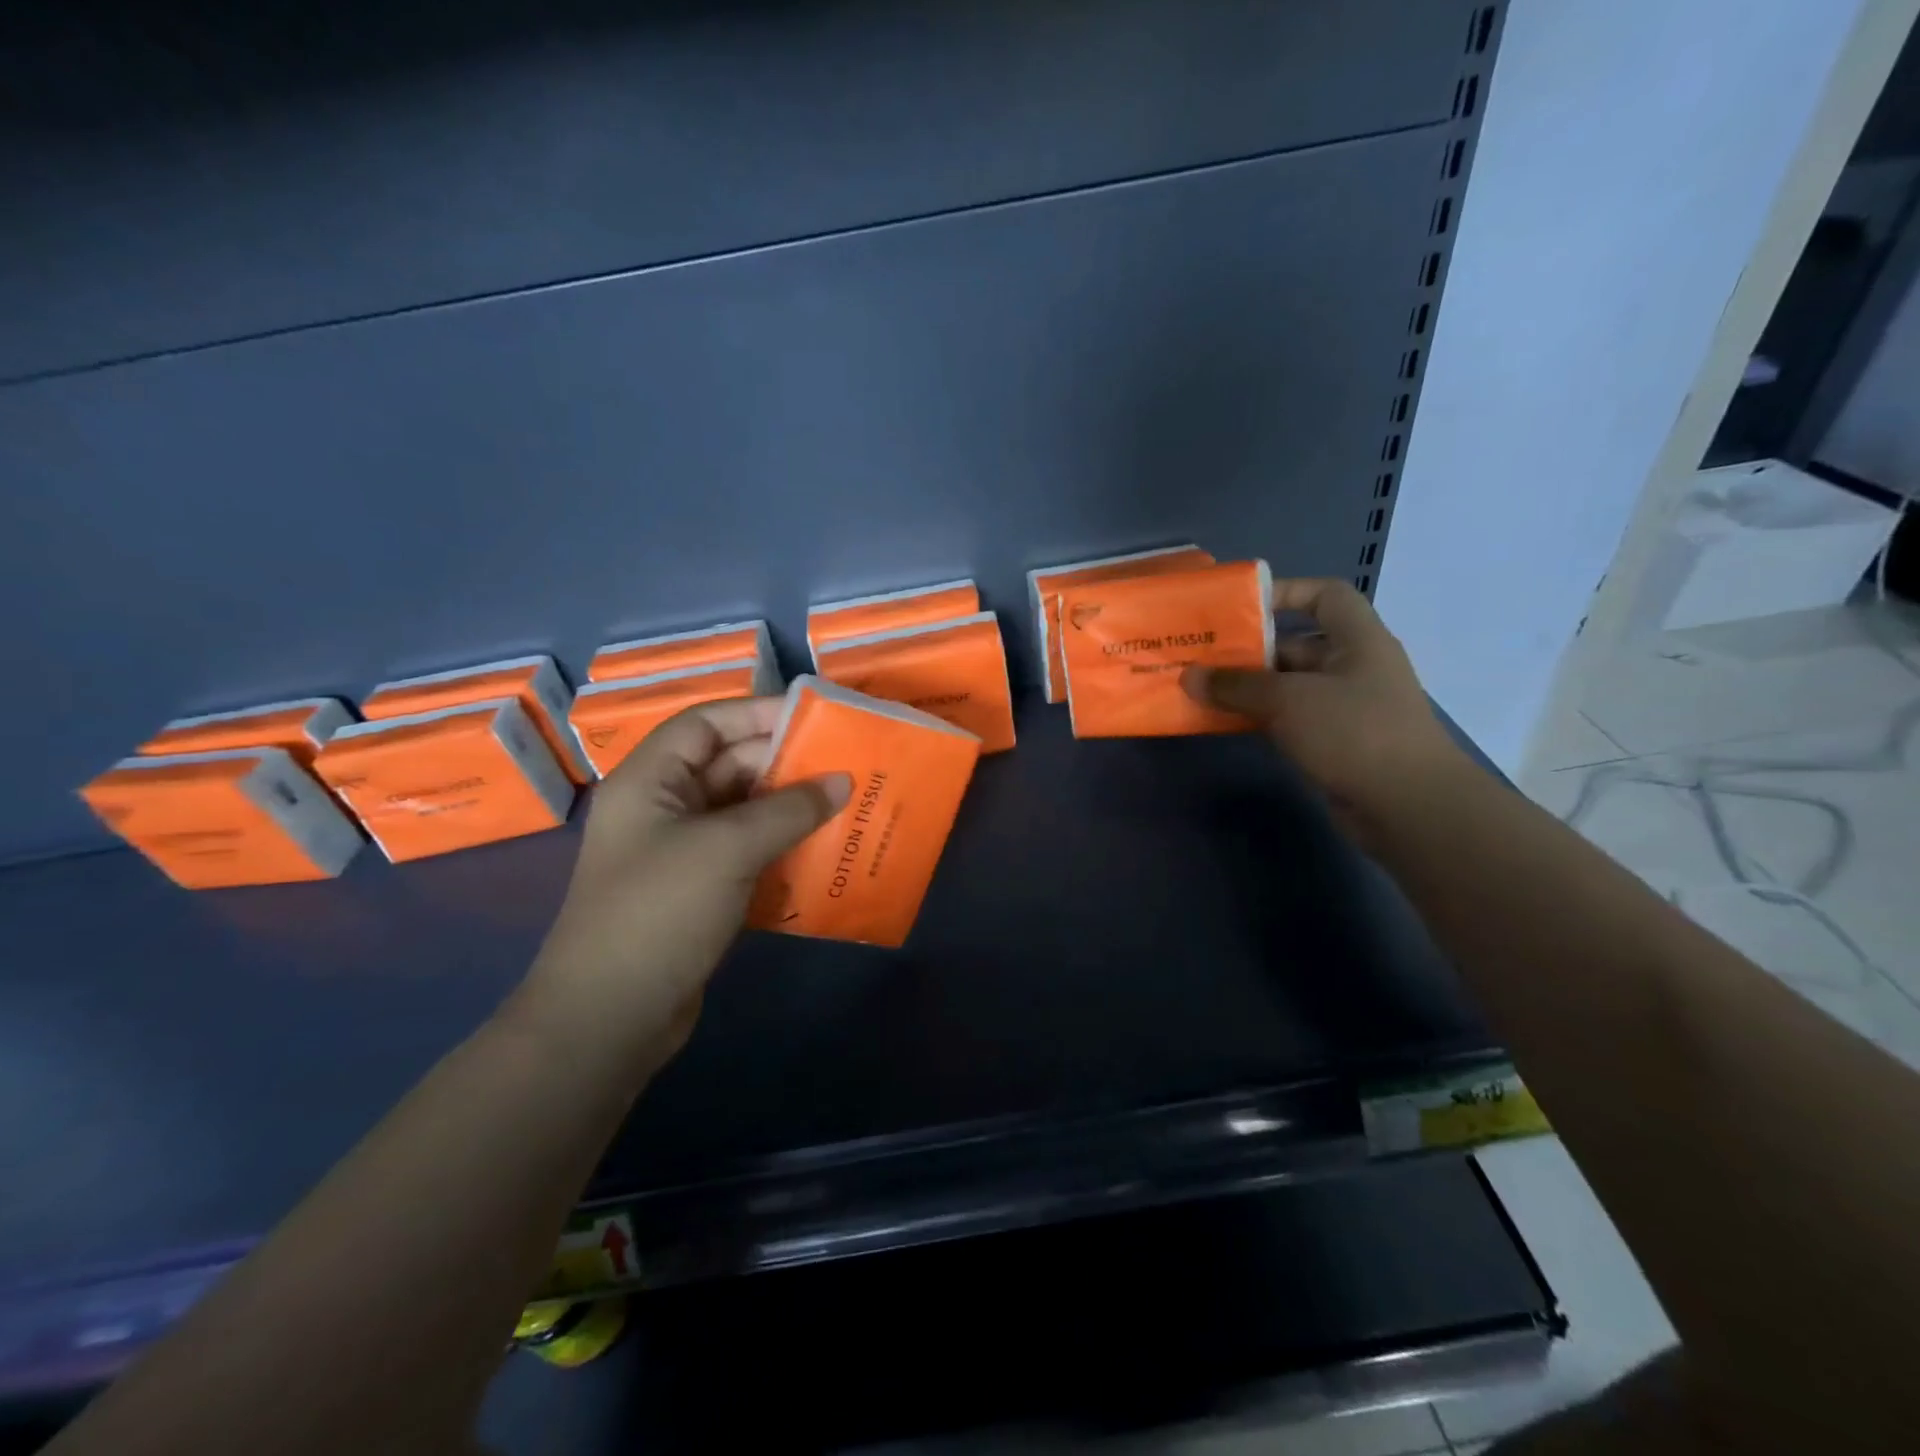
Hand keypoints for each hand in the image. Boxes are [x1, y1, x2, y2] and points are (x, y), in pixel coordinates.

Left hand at [517, 697, 848, 1073]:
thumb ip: (789, 809)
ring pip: (744, 812)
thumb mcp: (728, 848)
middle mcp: (663, 807)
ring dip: (791, 810)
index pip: (706, 724)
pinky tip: (825, 852)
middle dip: (786, 765)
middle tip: (846, 766)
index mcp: (650, 780)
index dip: (758, 714)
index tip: (815, 719)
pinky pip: (749, 852)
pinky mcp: (700, 891)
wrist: (611, 1018)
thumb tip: (842, 780)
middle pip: (730, 766)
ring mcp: (681, 852)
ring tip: (847, 805)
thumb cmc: (660, 912)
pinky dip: (783, 848)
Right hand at [1182, 578, 1465, 838]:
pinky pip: (1290, 719)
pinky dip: (1260, 717)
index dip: (1286, 592)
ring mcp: (1346, 707)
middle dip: (1250, 650)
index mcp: (1358, 639)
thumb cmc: (1354, 732)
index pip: (1326, 595)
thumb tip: (1188, 675)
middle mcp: (1354, 667)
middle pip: (1297, 644)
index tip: (1241, 609)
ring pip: (1289, 686)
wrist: (1408, 806)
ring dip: (1249, 688)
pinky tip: (1224, 723)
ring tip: (1201, 690)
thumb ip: (1236, 685)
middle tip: (1202, 657)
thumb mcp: (1288, 699)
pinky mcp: (1336, 742)